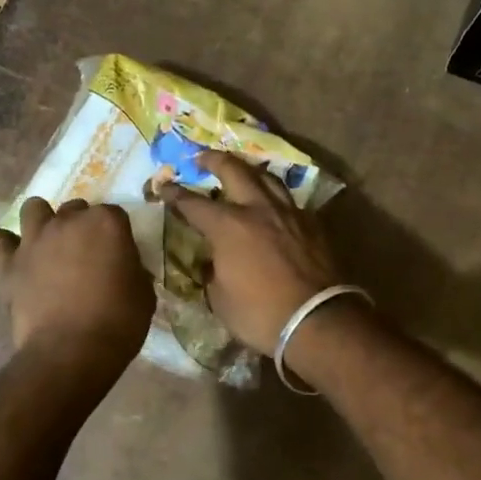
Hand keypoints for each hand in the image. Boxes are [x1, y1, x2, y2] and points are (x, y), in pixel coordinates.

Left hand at [0, 197, 153, 371]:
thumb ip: (132, 270)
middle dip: (81, 226)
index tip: (119, 255)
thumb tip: (123, 268)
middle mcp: (68, 221)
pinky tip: (4, 249)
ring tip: (48, 243)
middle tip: (86, 254)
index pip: (115, 214)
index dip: (117, 235)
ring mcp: (34, 239)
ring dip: (42, 220)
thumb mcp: (143, 294)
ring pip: (34, 208)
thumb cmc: (118, 323)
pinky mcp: (9, 263)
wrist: (71, 351)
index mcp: (106, 223)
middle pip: (75, 209)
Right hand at [160, 151, 340, 355]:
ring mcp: (288, 213)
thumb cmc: (260, 314)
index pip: (193, 202)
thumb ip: (213, 273)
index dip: (174, 193)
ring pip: (267, 177)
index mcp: (228, 226)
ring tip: (240, 172)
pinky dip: (274, 197)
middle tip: (201, 158)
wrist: (317, 321)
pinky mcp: (312, 225)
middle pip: (234, 170)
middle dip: (213, 160)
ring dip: (248, 170)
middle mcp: (257, 209)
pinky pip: (288, 200)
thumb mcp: (220, 299)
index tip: (162, 187)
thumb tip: (213, 263)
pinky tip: (271, 205)